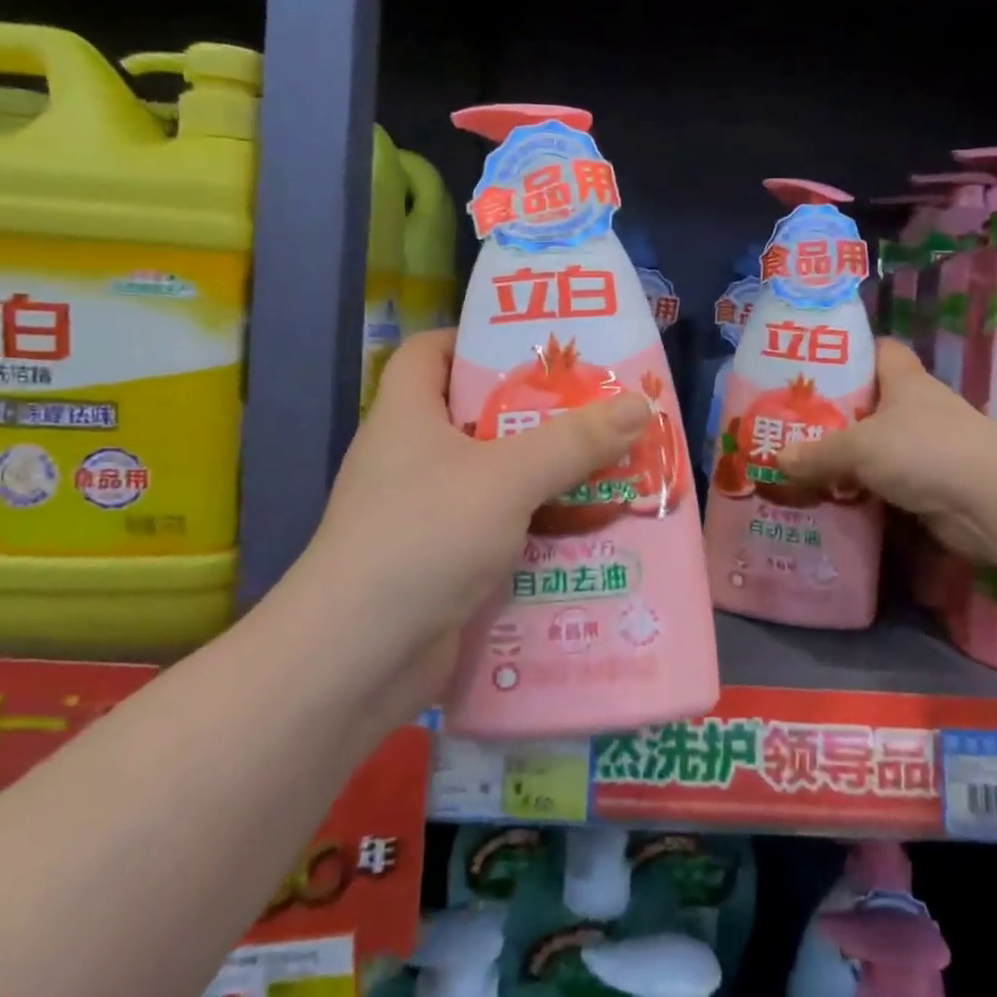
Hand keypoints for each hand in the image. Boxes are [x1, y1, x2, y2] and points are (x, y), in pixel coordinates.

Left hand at [304, 330, 650, 687]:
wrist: (358, 658)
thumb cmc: (424, 537)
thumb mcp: (507, 477)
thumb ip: (574, 441)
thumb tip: (639, 403)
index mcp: (407, 416)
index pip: (430, 352)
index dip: (475, 337)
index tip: (536, 346)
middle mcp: (410, 459)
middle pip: (476, 416)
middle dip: (537, 415)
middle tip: (598, 411)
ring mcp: (424, 515)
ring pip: (494, 479)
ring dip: (546, 477)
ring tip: (609, 469)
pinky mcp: (441, 563)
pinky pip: (498, 531)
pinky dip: (536, 529)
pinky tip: (586, 533)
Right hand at [779, 339, 996, 565]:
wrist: (990, 502)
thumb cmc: (923, 450)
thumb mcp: (858, 447)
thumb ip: (815, 453)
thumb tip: (776, 459)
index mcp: (905, 381)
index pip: (880, 351)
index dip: (851, 353)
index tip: (815, 366)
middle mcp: (920, 408)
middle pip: (873, 401)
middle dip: (837, 413)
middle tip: (795, 423)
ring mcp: (930, 446)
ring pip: (880, 444)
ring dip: (850, 456)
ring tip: (805, 463)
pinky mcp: (934, 483)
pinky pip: (889, 481)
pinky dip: (866, 488)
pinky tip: (836, 497)